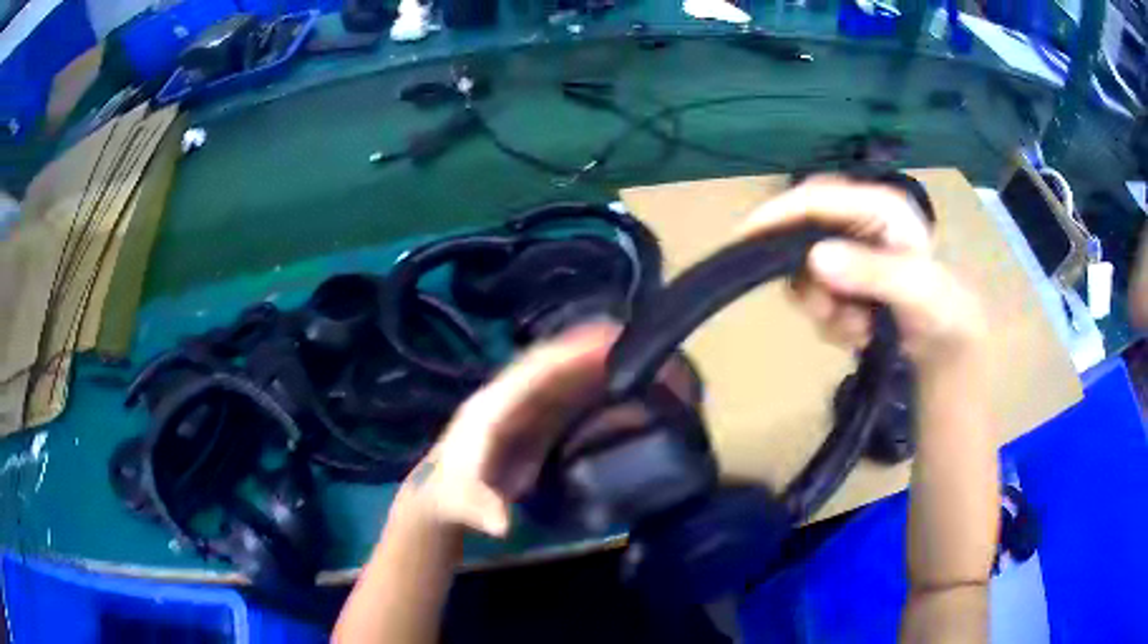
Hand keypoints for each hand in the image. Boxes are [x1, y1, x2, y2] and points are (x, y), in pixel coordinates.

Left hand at [400, 322, 619, 536]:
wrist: (447, 496)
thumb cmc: (454, 494)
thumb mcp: (462, 502)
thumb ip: (480, 508)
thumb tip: (501, 523)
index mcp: (494, 406)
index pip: (534, 371)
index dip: (568, 354)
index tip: (605, 340)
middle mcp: (512, 398)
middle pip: (554, 364)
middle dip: (589, 347)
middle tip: (632, 337)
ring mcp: (526, 408)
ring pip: (564, 376)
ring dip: (596, 362)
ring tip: (635, 351)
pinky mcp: (538, 422)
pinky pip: (568, 396)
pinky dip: (593, 385)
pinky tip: (620, 382)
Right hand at [739, 176, 985, 365]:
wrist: (947, 340)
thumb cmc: (941, 304)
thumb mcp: (914, 288)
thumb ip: (870, 271)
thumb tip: (814, 258)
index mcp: (876, 207)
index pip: (817, 198)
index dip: (779, 213)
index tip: (745, 237)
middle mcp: (857, 223)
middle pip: (803, 237)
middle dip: (811, 282)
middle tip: (829, 311)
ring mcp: (848, 253)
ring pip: (806, 276)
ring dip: (826, 310)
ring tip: (859, 328)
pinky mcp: (844, 281)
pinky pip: (816, 300)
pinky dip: (834, 323)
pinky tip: (861, 333)